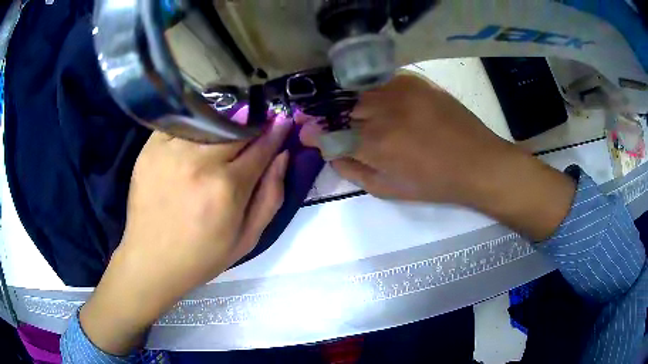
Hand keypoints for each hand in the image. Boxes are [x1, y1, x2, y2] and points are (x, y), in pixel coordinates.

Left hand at [80, 109, 290, 354]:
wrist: (151, 261)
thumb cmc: (202, 257)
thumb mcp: (247, 238)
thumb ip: (271, 196)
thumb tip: (282, 156)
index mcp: (227, 189)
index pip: (261, 147)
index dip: (275, 133)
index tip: (282, 120)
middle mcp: (200, 163)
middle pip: (236, 127)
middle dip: (252, 124)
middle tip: (256, 125)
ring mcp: (171, 152)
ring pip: (209, 121)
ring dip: (225, 123)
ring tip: (228, 130)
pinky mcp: (150, 149)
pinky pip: (181, 123)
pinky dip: (195, 123)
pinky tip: (198, 134)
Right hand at [301, 74, 575, 239]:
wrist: (477, 162)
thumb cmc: (434, 183)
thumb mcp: (389, 190)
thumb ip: (354, 171)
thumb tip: (331, 154)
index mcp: (374, 145)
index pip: (328, 135)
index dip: (313, 134)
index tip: (305, 134)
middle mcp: (382, 113)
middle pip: (341, 109)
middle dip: (331, 118)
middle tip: (331, 123)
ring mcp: (399, 92)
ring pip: (360, 92)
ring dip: (352, 103)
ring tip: (357, 112)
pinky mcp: (414, 81)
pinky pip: (381, 80)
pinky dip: (373, 89)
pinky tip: (380, 100)